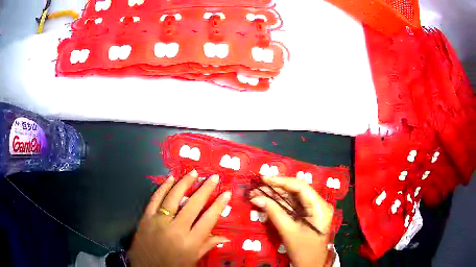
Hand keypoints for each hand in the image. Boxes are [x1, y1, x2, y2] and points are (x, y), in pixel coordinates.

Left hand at [127, 170, 231, 266]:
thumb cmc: (172, 266)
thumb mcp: (193, 259)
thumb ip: (207, 245)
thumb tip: (225, 238)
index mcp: (190, 241)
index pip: (209, 219)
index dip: (219, 205)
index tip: (226, 193)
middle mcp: (176, 229)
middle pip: (193, 205)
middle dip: (205, 189)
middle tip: (213, 177)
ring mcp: (159, 221)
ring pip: (174, 197)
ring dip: (185, 183)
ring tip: (194, 173)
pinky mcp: (146, 217)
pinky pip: (155, 199)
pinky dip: (163, 187)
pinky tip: (170, 178)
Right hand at [250, 176, 333, 266]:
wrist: (310, 265)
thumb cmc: (303, 251)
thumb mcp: (288, 232)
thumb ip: (274, 213)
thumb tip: (257, 198)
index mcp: (320, 207)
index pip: (301, 187)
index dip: (282, 181)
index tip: (264, 179)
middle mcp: (319, 204)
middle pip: (297, 191)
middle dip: (276, 188)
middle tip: (257, 187)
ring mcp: (314, 210)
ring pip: (294, 197)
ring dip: (276, 195)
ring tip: (258, 193)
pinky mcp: (308, 215)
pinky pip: (293, 205)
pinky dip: (280, 203)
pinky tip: (267, 201)